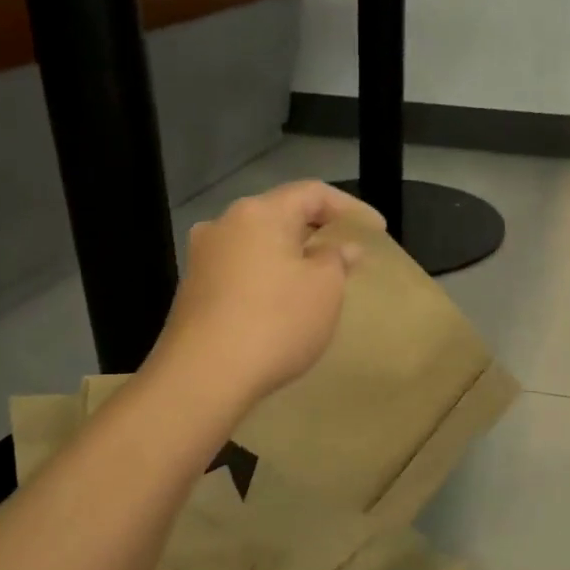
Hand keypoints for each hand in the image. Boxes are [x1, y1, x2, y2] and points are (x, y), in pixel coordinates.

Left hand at [150, 181, 385, 410]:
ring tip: (318, 279)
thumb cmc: (275, 322)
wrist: (203, 376)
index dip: (350, 208)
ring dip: (291, 256)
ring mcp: (203, 257)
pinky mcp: (193, 289)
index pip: (313, 193)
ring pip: (259, 244)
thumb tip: (342, 247)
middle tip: (348, 253)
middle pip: (281, 214)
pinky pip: (242, 270)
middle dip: (318, 231)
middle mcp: (225, 224)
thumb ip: (337, 259)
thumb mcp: (324, 289)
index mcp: (260, 212)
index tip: (376, 231)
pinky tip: (283, 302)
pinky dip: (269, 276)